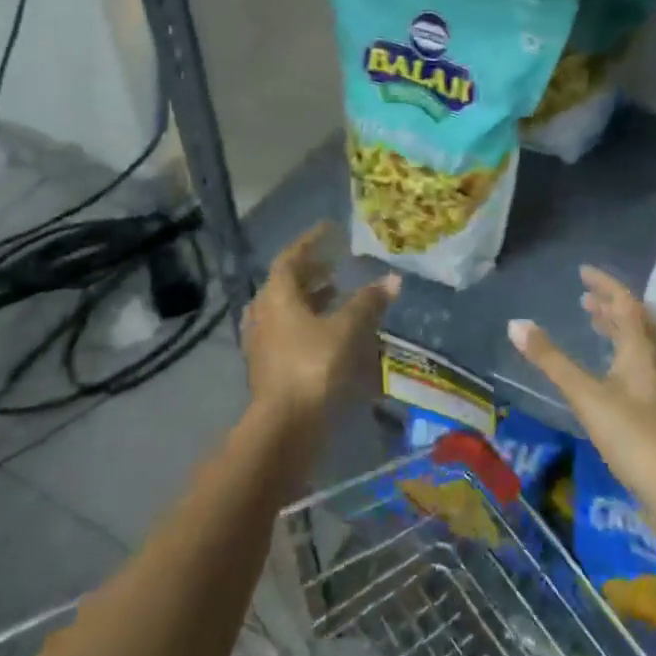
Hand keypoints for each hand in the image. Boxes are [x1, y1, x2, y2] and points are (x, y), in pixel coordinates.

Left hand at [243, 223, 399, 431]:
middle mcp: (263, 312)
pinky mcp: (267, 366)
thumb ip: (368, 302)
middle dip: (312, 272)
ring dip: (310, 298)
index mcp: (276, 295)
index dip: (311, 242)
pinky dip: (308, 323)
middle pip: (286, 283)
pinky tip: (330, 332)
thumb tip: (392, 278)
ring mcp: (262, 342)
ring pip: (286, 309)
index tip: (330, 230)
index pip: (291, 257)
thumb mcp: (348, 329)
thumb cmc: (314, 366)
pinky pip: (287, 332)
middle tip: (335, 265)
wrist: (285, 425)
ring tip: (337, 295)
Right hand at [510, 266, 655, 535]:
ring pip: (638, 343)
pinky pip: (639, 363)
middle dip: (609, 305)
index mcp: (641, 349)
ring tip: (593, 323)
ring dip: (616, 327)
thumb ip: (551, 360)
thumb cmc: (632, 435)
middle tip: (584, 298)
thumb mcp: (586, 396)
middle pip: (635, 321)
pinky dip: (620, 351)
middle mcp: (655, 360)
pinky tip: (608, 368)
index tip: (583, 272)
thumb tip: (516, 324)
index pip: (625, 302)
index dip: (604, 284)